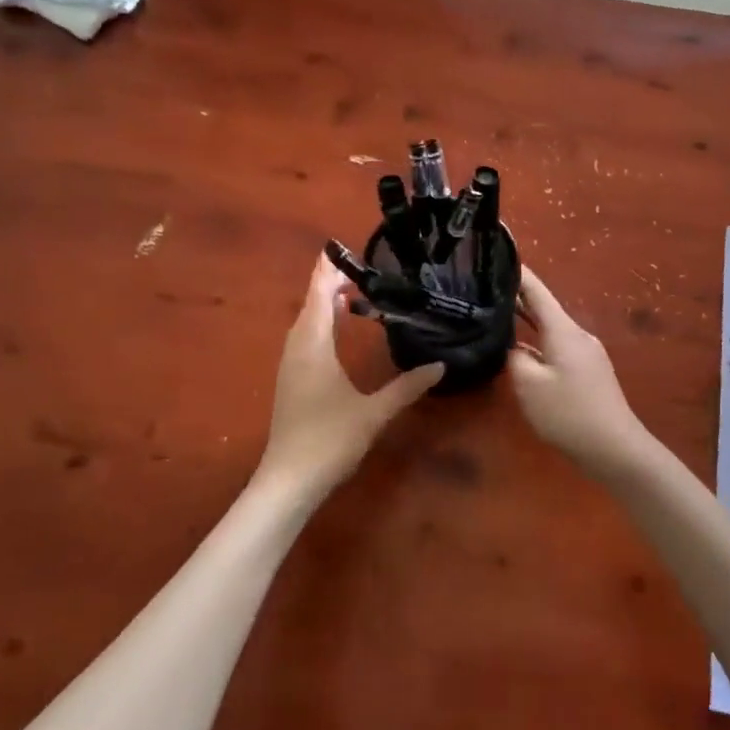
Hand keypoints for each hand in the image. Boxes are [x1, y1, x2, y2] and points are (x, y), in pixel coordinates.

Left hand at [252, 258, 442, 499]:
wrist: (289, 481)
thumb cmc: (329, 440)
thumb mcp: (374, 412)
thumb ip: (407, 387)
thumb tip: (440, 366)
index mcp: (313, 346)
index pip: (318, 296)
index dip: (328, 271)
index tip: (339, 248)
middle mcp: (297, 349)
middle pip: (310, 305)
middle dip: (329, 284)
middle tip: (359, 268)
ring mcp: (290, 366)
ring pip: (305, 324)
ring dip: (323, 305)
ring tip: (351, 294)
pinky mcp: (291, 381)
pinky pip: (305, 339)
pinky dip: (320, 325)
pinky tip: (336, 333)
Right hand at [508, 267, 654, 478]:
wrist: (614, 447)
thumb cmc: (569, 413)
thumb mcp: (529, 385)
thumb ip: (515, 358)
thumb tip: (513, 347)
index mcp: (563, 330)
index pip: (537, 291)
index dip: (518, 273)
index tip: (499, 255)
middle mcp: (577, 334)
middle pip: (544, 309)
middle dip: (517, 298)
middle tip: (485, 290)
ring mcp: (586, 353)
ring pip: (550, 329)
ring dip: (526, 323)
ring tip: (497, 317)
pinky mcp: (588, 371)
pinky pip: (558, 347)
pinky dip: (538, 343)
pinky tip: (521, 353)